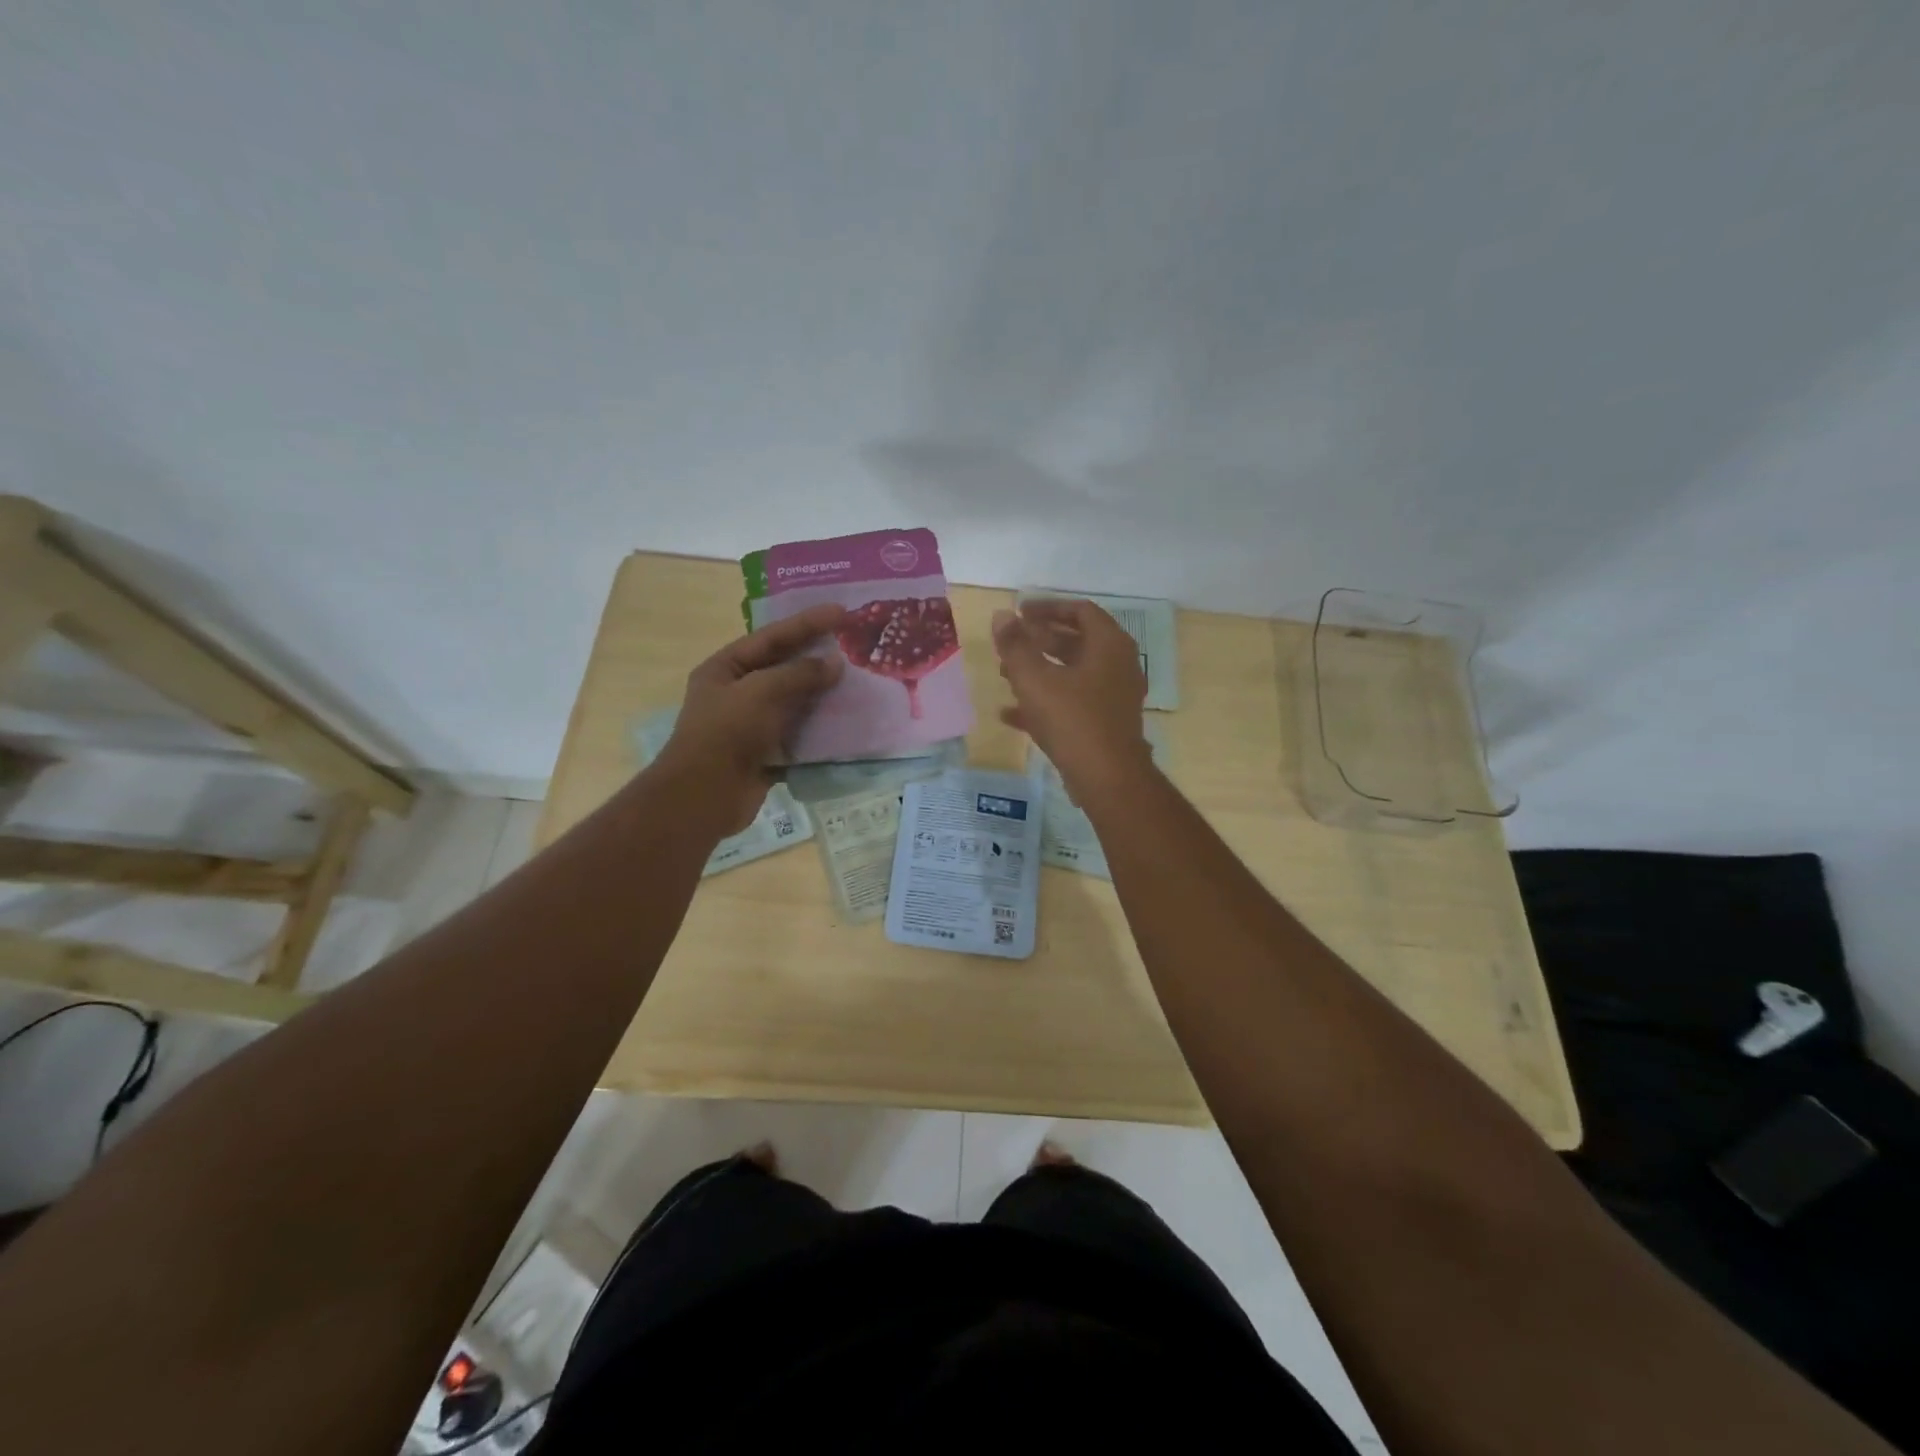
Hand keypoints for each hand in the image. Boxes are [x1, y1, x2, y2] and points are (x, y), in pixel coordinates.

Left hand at [657, 602, 845, 833]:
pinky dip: (821, 730)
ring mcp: (752, 725)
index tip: (841, 611)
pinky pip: (799, 735)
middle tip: (854, 645)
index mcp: (725, 668)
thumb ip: (800, 674)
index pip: (771, 637)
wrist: (705, 795)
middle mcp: (737, 692)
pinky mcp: (767, 753)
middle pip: (783, 668)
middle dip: (817, 658)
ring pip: (795, 702)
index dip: (806, 623)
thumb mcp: (762, 691)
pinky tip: (847, 722)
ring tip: (858, 682)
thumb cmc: (727, 732)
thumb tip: (835, 663)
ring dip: (823, 695)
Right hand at [992, 599, 1150, 798]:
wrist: (1107, 779)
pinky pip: (1072, 703)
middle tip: (1010, 641)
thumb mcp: (1035, 679)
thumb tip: (1002, 615)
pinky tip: (1010, 714)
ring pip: (1072, 673)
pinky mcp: (1105, 724)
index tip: (1019, 612)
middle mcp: (1118, 666)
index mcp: (1109, 645)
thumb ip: (1015, 645)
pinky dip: (1045, 701)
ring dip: (1039, 670)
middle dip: (1039, 639)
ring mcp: (1113, 697)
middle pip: (1076, 641)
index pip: (1079, 610)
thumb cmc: (1072, 720)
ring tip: (1004, 673)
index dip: (1047, 607)